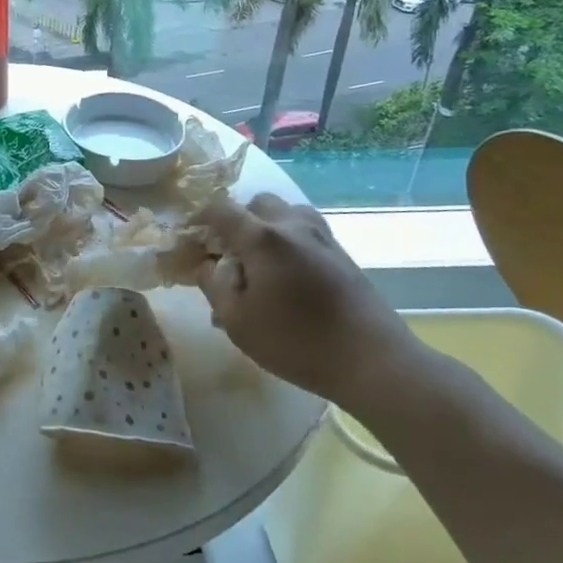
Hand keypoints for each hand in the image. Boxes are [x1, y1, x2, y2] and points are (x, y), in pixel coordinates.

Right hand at [199, 193, 421, 404]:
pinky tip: (288, 273)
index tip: (190, 237)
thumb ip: (214, 285)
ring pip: (286, 212)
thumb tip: (208, 264)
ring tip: (260, 260)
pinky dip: (289, 239)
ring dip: (267, 226)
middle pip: (257, 202)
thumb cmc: (296, 342)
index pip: (221, 208)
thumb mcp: (237, 321)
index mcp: (262, 237)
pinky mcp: (342, 253)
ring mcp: (322, 236)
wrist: (373, 360)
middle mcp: (292, 225)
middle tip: (227, 252)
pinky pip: (306, 230)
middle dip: (237, 220)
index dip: (200, 217)